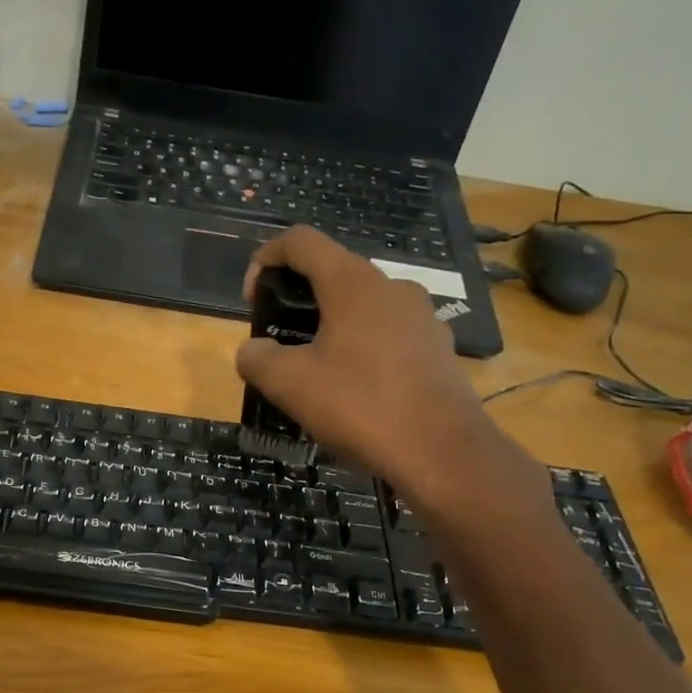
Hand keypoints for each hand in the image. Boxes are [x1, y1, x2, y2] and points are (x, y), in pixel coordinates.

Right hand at [236, 227, 547, 521]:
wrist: (440, 451)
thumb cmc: (358, 406)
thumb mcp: (288, 384)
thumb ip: (256, 358)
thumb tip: (252, 351)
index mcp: (352, 282)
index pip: (300, 242)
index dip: (265, 259)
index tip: (252, 300)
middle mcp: (391, 286)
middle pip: (332, 273)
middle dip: (296, 300)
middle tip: (278, 343)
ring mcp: (420, 316)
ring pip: (360, 306)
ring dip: (328, 327)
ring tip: (313, 372)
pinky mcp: (436, 347)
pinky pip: (385, 334)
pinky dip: (358, 348)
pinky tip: (352, 391)